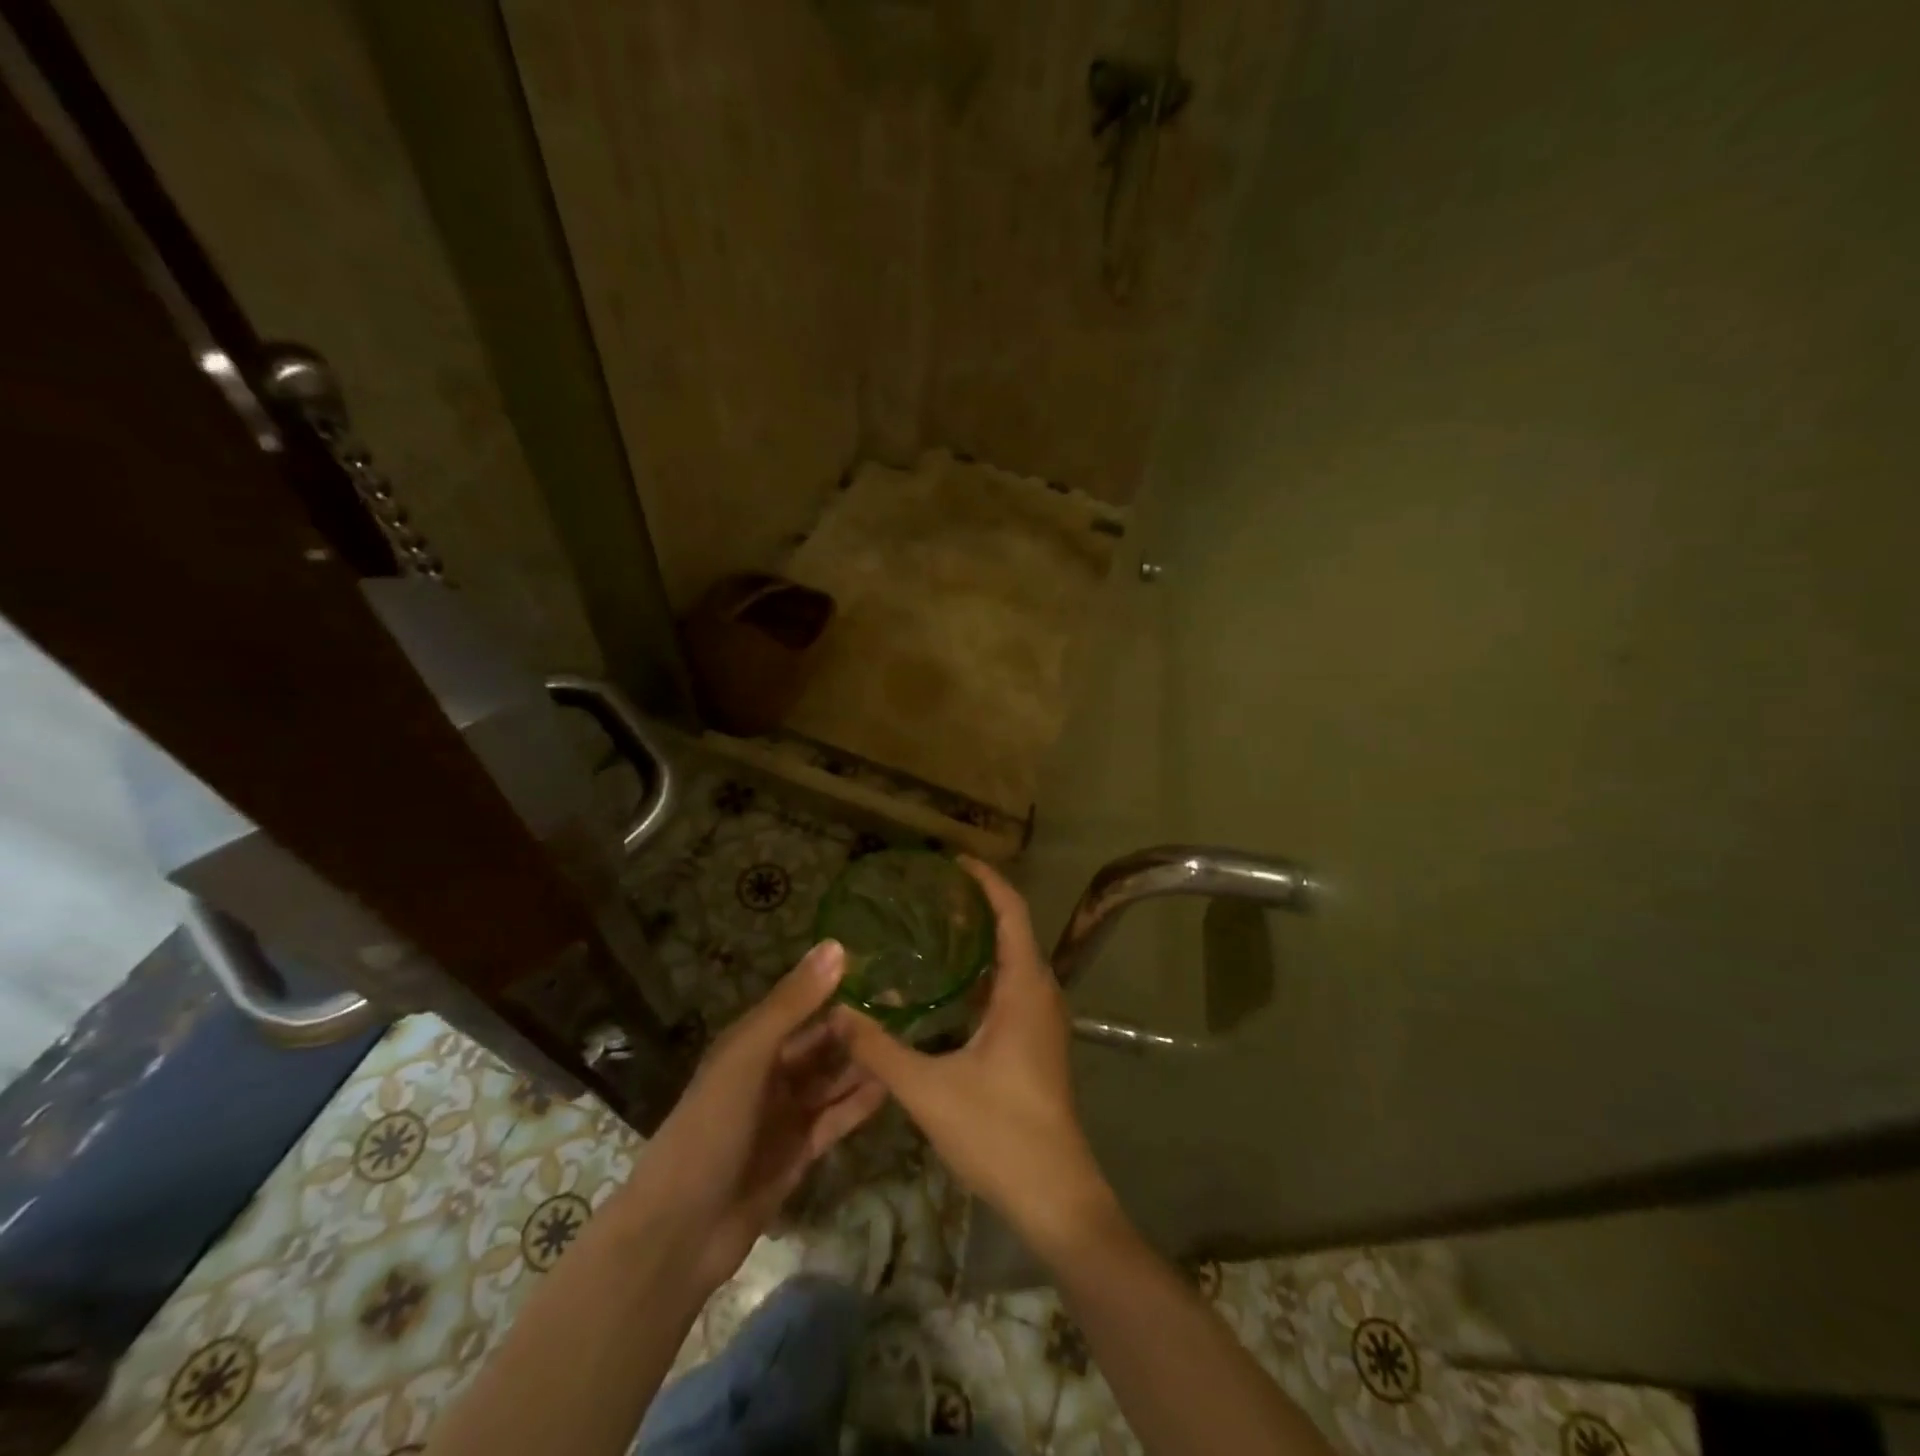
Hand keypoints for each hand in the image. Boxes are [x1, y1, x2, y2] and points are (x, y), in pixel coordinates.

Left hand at [629, 940, 885, 1291]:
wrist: (680, 1233)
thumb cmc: (710, 1128)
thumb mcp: (748, 1056)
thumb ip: (793, 1003)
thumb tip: (838, 946)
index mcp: (751, 1044)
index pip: (801, 1005)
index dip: (836, 988)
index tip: (881, 971)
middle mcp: (770, 1074)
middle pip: (821, 1043)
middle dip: (858, 1027)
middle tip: (907, 1009)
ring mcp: (785, 1115)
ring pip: (833, 1079)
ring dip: (863, 1064)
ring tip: (908, 1043)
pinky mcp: (800, 1152)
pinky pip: (837, 1118)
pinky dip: (860, 1102)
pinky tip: (892, 1087)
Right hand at [830, 859, 1118, 1253]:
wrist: (1055, 1195)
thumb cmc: (998, 1132)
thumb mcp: (929, 1089)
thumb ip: (880, 1049)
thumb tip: (839, 1010)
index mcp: (1025, 988)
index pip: (1011, 912)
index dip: (986, 880)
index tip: (953, 861)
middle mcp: (1041, 994)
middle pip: (1014, 930)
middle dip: (978, 906)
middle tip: (931, 894)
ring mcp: (1043, 1020)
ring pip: (1014, 962)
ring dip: (982, 941)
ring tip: (935, 929)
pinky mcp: (1038, 1043)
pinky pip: (1012, 989)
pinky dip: (984, 974)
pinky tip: (949, 989)